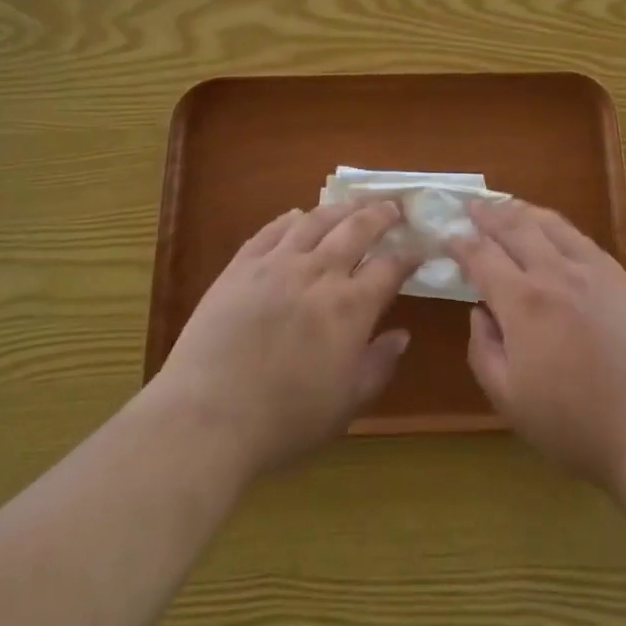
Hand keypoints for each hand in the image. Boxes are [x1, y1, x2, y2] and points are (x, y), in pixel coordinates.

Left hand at [150, 200, 416, 479]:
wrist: (207, 417)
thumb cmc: (284, 421)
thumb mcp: (346, 405)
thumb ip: (378, 365)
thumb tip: (401, 335)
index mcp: (350, 307)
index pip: (389, 267)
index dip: (408, 256)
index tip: (418, 250)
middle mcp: (319, 273)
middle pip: (357, 229)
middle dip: (380, 215)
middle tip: (393, 207)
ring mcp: (277, 264)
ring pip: (316, 220)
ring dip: (340, 208)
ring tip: (352, 204)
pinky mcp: (242, 266)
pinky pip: (272, 230)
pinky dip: (291, 219)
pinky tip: (298, 216)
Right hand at [449, 200, 625, 492]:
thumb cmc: (576, 425)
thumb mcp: (509, 401)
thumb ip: (483, 351)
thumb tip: (479, 312)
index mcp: (523, 302)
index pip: (482, 256)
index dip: (460, 243)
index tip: (446, 237)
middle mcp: (554, 273)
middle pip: (515, 227)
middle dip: (488, 214)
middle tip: (471, 207)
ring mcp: (592, 270)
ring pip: (550, 224)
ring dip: (522, 211)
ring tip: (506, 206)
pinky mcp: (620, 278)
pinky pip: (581, 238)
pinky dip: (557, 226)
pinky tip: (553, 231)